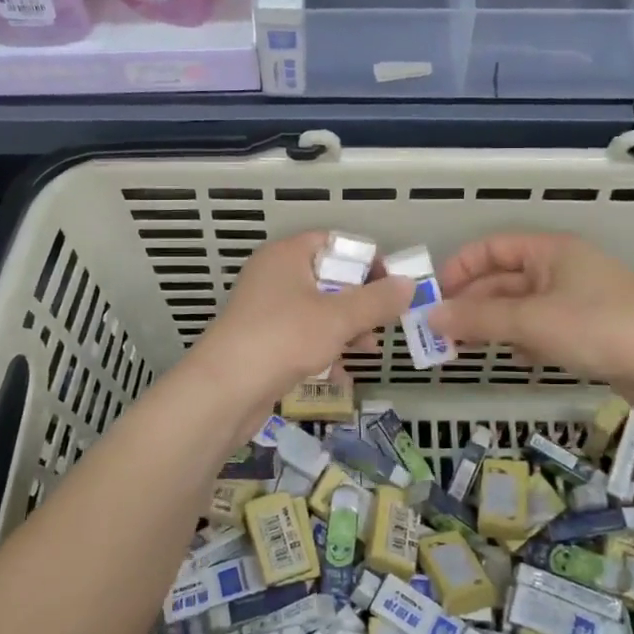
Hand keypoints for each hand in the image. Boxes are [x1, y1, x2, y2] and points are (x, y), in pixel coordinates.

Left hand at [192, 233, 412, 407]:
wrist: (224, 391)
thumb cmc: (283, 339)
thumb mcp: (338, 318)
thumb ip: (377, 301)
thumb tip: (409, 285)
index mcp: (287, 255)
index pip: (335, 242)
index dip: (367, 261)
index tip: (392, 287)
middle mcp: (274, 275)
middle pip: (329, 278)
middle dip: (360, 302)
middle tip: (384, 322)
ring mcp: (266, 309)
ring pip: (318, 310)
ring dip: (346, 329)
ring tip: (367, 351)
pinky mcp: (262, 341)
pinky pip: (302, 337)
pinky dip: (323, 350)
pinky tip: (340, 374)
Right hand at [428, 232, 633, 389]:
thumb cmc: (598, 328)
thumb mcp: (531, 320)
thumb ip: (478, 318)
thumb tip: (429, 317)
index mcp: (550, 251)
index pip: (491, 248)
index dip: (460, 268)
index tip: (435, 298)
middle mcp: (562, 269)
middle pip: (503, 280)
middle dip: (473, 304)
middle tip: (441, 334)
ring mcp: (577, 300)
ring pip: (521, 307)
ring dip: (494, 324)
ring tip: (467, 348)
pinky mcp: (588, 330)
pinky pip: (543, 328)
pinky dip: (524, 340)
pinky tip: (517, 358)